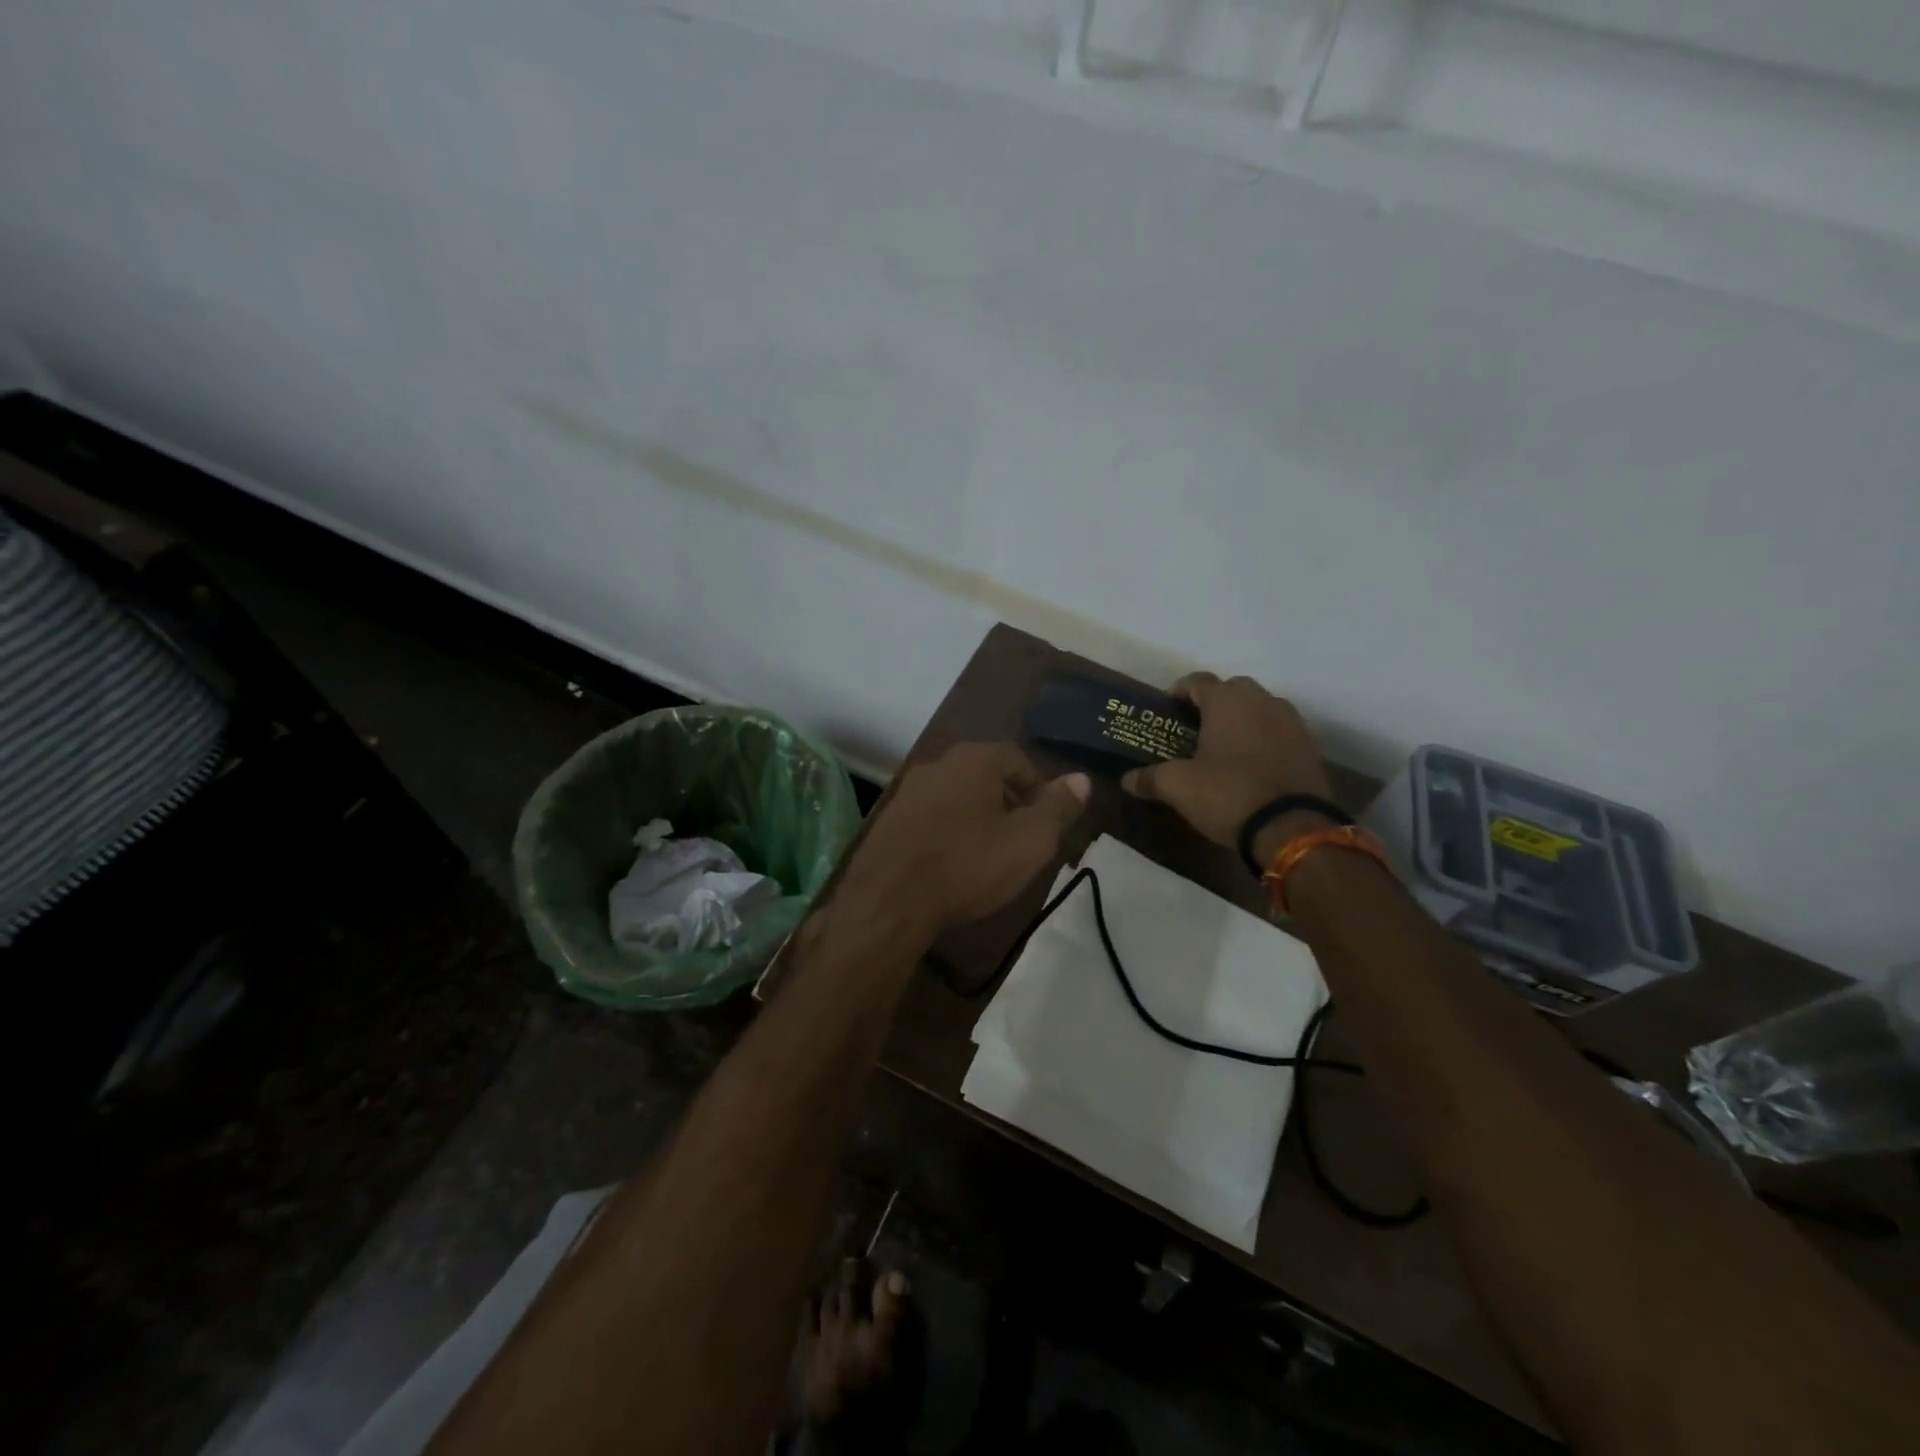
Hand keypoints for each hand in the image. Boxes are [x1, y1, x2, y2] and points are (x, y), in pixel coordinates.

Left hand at [840, 743, 1089, 934]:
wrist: (890, 900)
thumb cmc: (969, 865)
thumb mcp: (1029, 840)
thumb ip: (1057, 807)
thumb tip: (1081, 779)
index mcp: (974, 759)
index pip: (1016, 758)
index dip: (1037, 786)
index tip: (1046, 819)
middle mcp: (938, 764)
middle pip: (984, 773)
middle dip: (1007, 800)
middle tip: (1022, 836)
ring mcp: (908, 791)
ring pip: (956, 794)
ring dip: (976, 815)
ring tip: (989, 852)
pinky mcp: (888, 819)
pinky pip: (930, 815)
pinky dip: (948, 830)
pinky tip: (952, 861)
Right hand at [1121, 672, 1332, 848]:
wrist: (1292, 828)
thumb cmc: (1228, 794)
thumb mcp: (1178, 787)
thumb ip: (1150, 778)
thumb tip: (1126, 779)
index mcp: (1227, 701)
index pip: (1197, 681)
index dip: (1178, 692)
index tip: (1167, 710)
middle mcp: (1262, 700)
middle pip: (1232, 690)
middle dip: (1213, 703)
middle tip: (1195, 728)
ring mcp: (1292, 722)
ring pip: (1260, 708)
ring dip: (1242, 720)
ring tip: (1224, 746)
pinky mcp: (1310, 747)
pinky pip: (1280, 732)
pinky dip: (1264, 739)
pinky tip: (1252, 764)